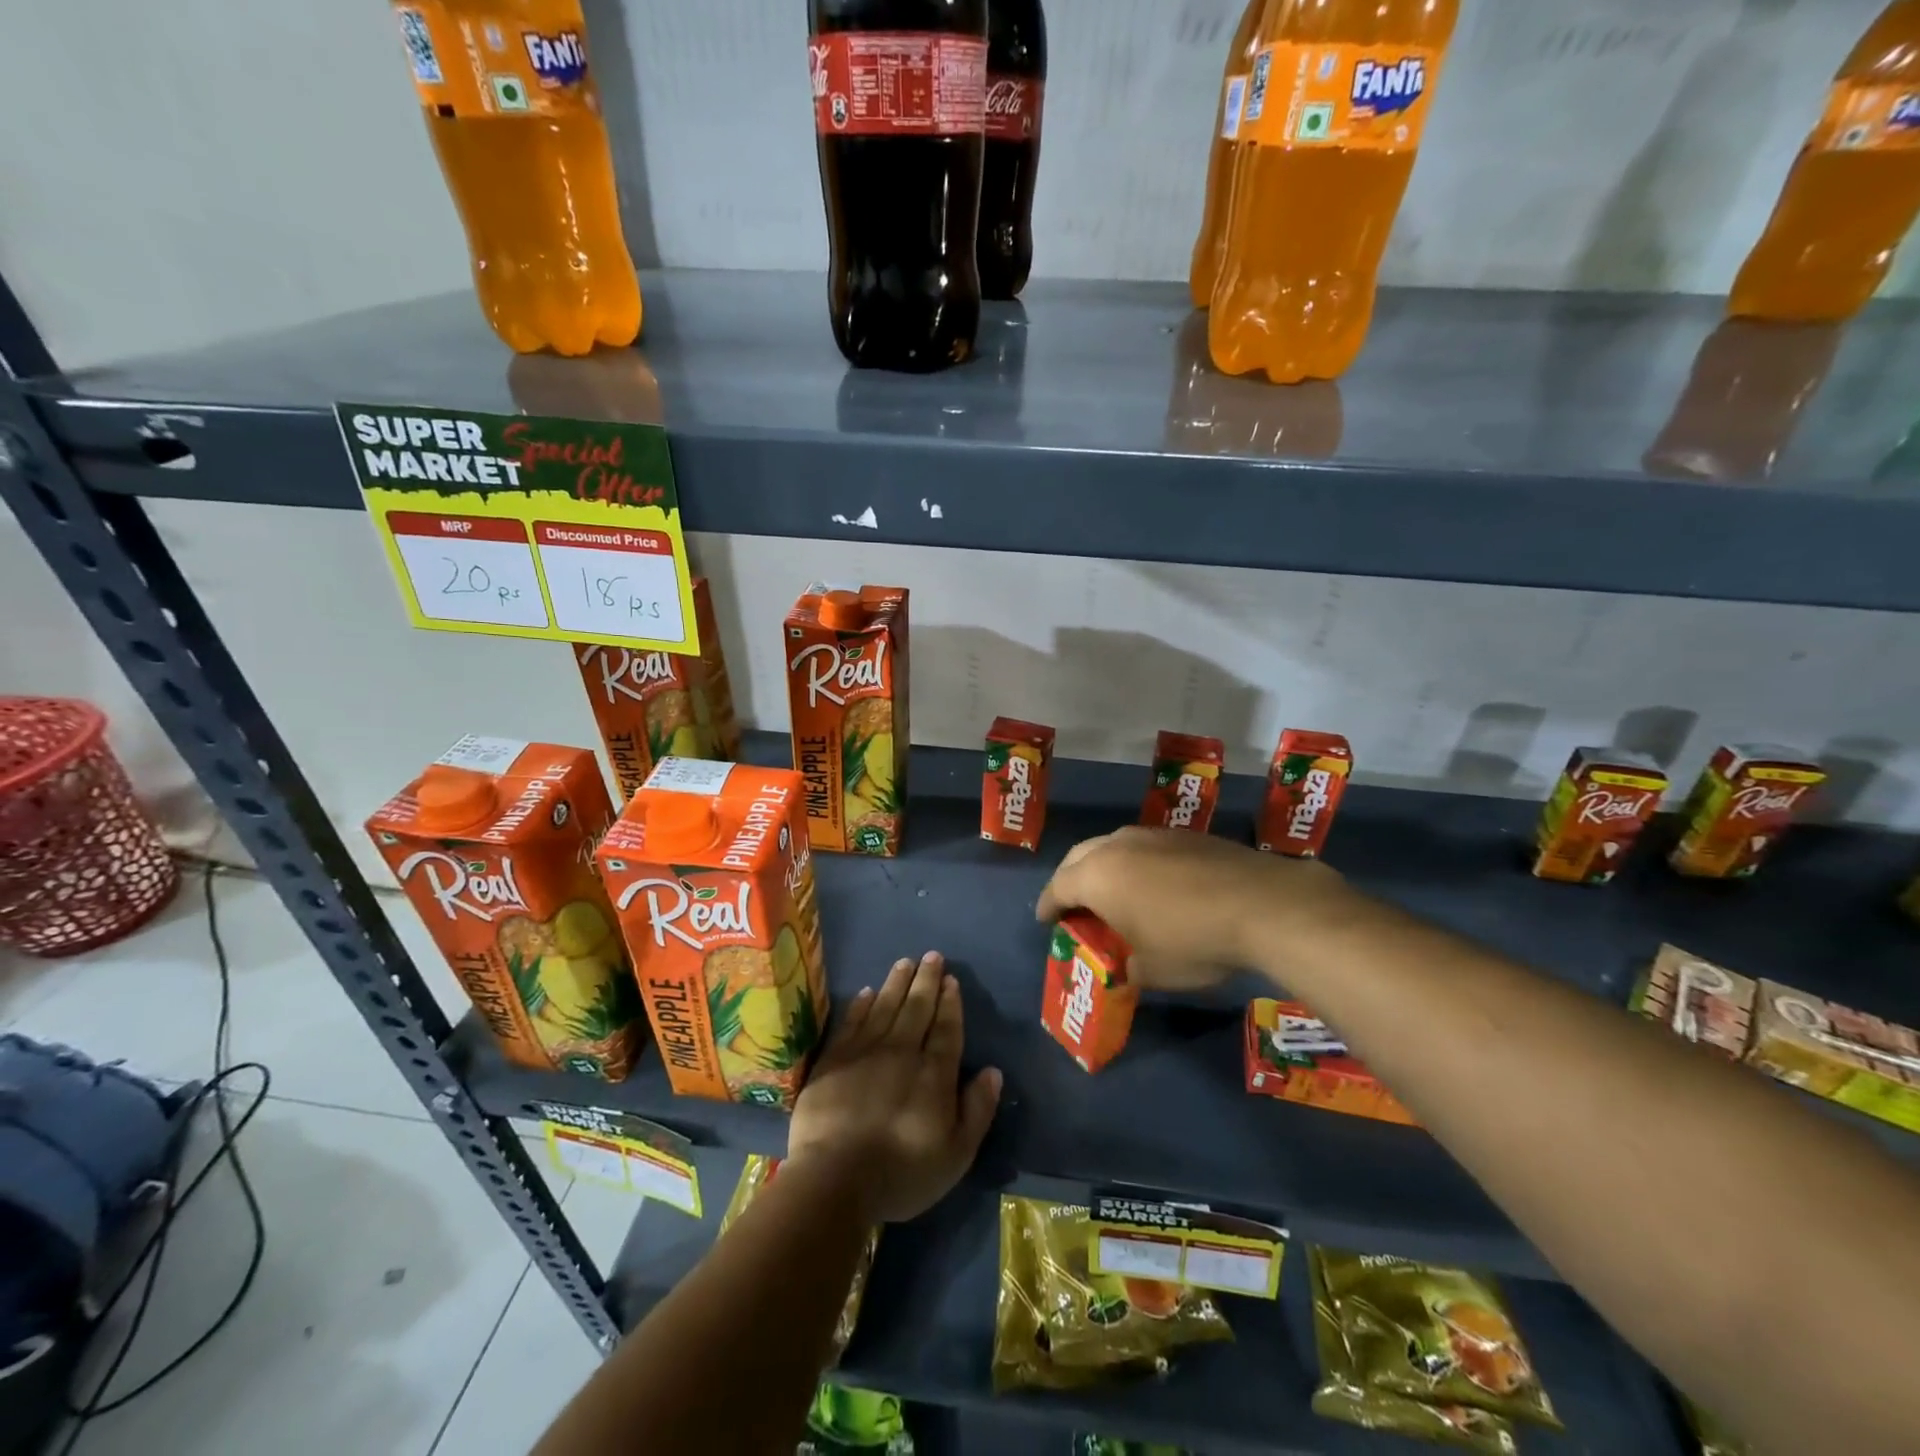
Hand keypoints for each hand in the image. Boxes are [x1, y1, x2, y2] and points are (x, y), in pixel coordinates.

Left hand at [788, 952, 1001, 1223]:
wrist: (835, 1179)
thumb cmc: (902, 1173)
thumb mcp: (956, 1154)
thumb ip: (977, 1110)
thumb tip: (993, 1071)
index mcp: (934, 1073)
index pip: (946, 1028)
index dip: (950, 1003)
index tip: (951, 980)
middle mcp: (902, 1051)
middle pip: (917, 1008)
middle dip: (926, 980)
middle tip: (932, 955)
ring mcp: (864, 1052)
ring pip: (885, 1006)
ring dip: (897, 983)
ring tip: (905, 962)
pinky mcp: (833, 1060)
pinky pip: (851, 1022)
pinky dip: (861, 1005)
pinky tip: (867, 992)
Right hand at [1036, 826, 1351, 989]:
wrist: (1262, 904)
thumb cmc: (1192, 941)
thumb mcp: (1152, 971)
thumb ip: (1127, 967)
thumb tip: (1127, 967)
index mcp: (1097, 876)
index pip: (1057, 887)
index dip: (1048, 906)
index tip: (1046, 920)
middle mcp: (1117, 846)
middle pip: (1079, 857)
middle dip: (1070, 879)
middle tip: (1074, 904)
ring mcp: (1153, 835)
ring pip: (1113, 845)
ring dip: (1105, 867)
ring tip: (1114, 892)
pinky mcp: (1186, 835)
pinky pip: (1146, 846)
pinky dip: (1138, 864)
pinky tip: (1156, 884)